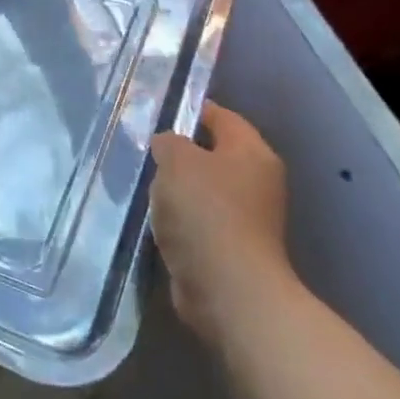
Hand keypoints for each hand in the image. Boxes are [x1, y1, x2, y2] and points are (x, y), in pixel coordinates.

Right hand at [149, 103, 293, 342]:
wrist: (227, 289)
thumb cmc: (205, 213)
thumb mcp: (177, 161)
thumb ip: (169, 142)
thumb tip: (168, 144)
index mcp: (252, 153)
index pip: (222, 116)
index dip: (191, 109)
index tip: (156, 110)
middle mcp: (256, 181)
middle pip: (213, 153)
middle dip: (180, 150)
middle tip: (142, 147)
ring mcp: (247, 217)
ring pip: (204, 188)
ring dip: (177, 187)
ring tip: (143, 183)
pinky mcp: (231, 247)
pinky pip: (199, 219)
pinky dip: (179, 217)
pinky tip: (154, 217)